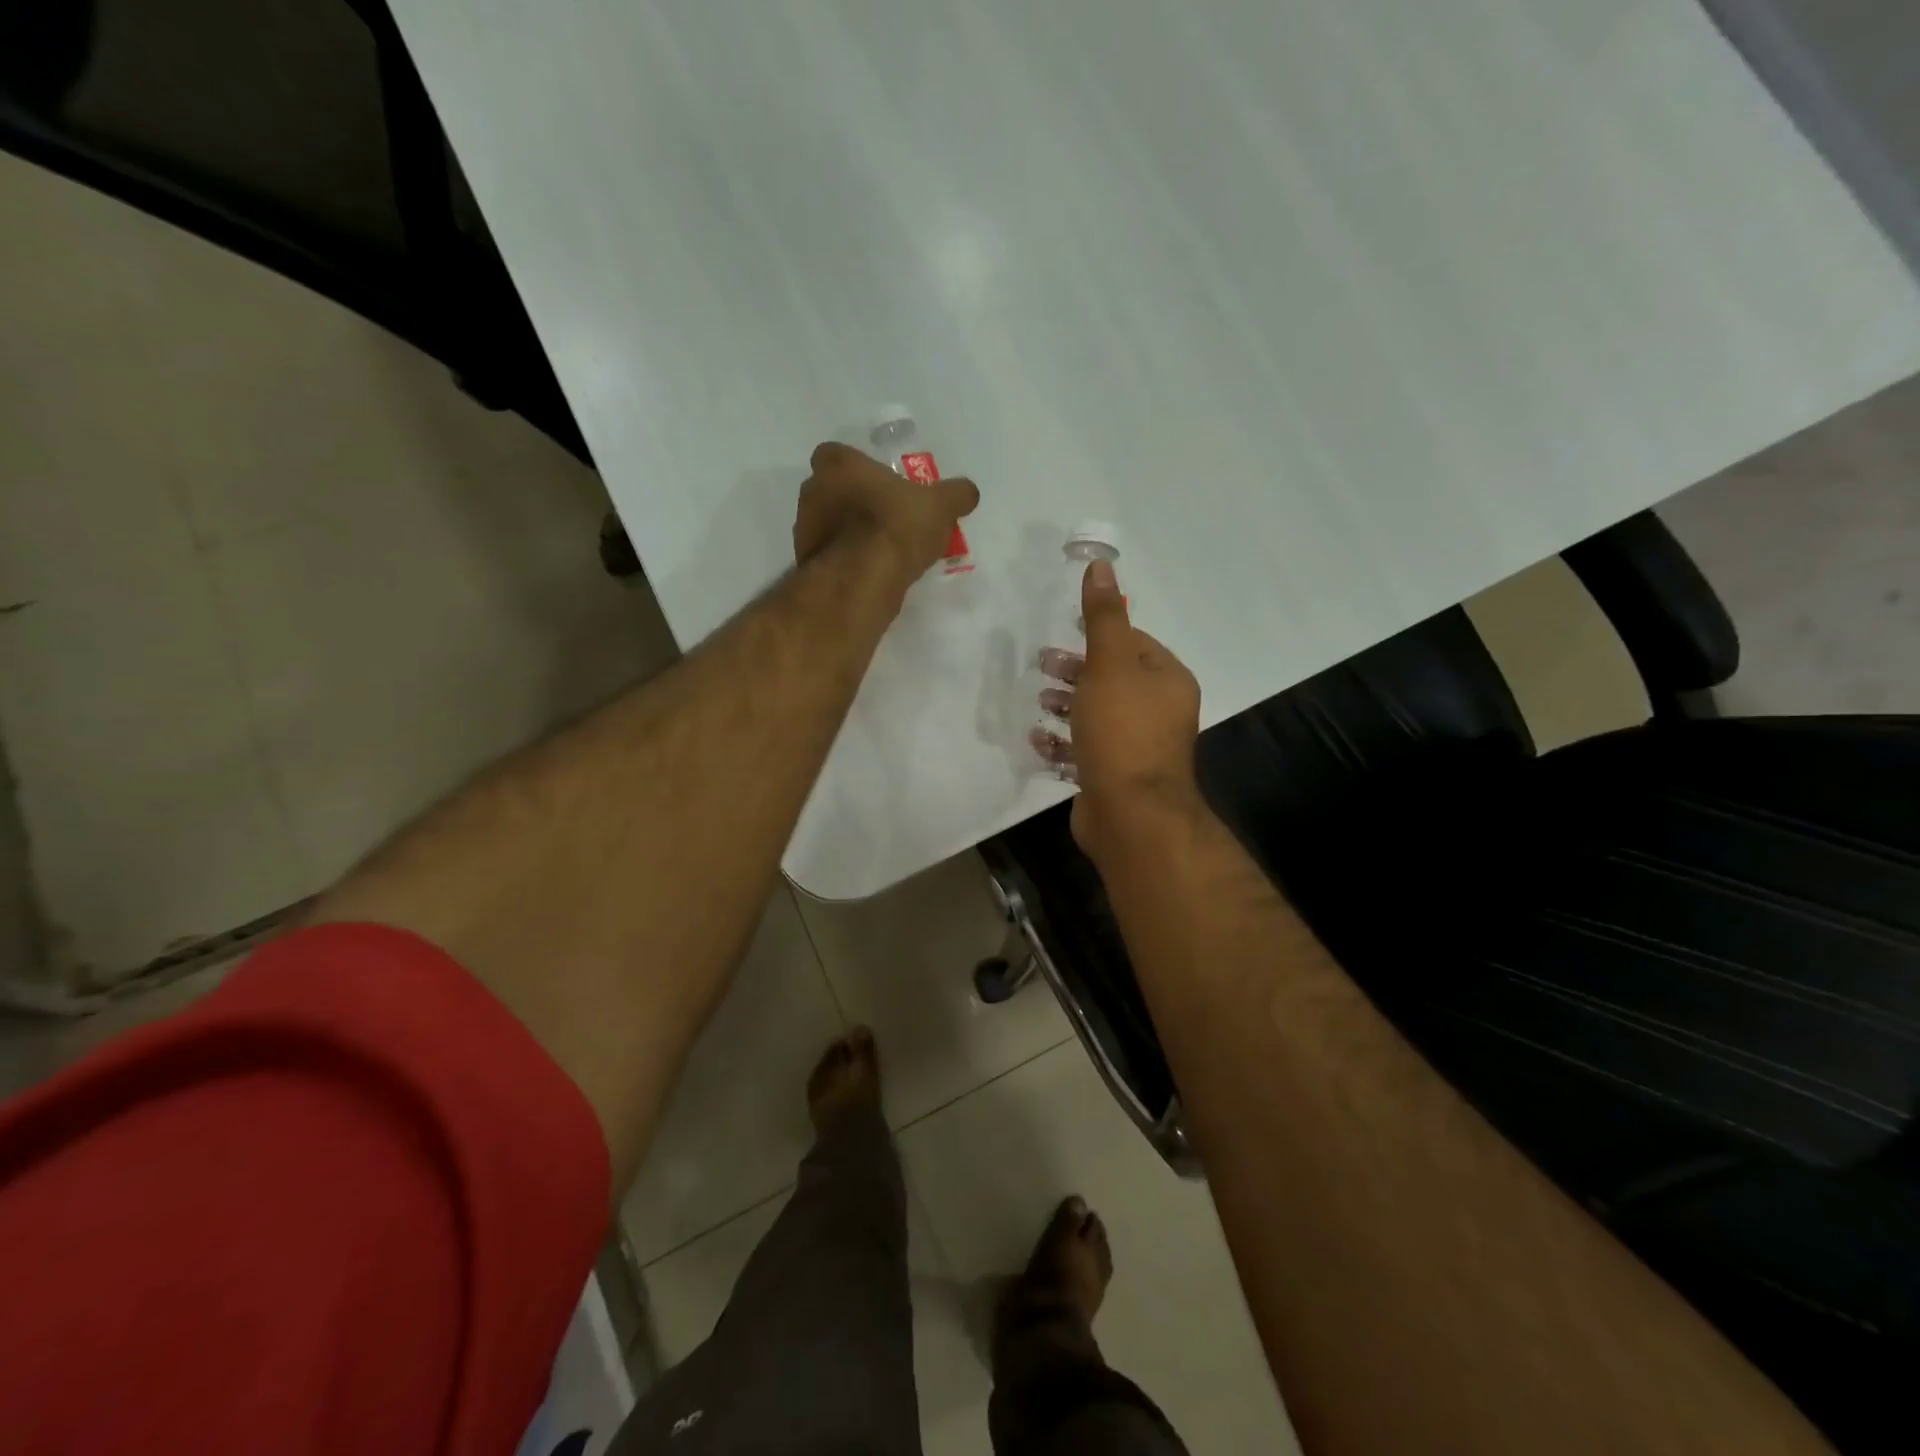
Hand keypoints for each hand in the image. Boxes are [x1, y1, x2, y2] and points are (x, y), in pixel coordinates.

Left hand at [794, 442, 978, 587]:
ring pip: (828, 524)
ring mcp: (804, 529)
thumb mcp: (940, 506)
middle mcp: (812, 491)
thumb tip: (968, 492)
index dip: (857, 468)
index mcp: (838, 464)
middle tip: (885, 518)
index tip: (880, 485)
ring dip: (848, 533)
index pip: (837, 454)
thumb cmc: (896, 526)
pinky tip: (869, 573)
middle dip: (853, 501)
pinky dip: (845, 561)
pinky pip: (829, 555)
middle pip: (831, 490)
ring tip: (881, 551)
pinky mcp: (807, 563)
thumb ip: (955, 494)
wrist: (862, 579)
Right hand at [1031, 559, 1203, 855]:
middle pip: (1112, 680)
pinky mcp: (1113, 776)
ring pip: (1097, 715)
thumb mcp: (1110, 665)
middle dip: (1075, 671)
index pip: (1133, 644)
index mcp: (1166, 681)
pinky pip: (1085, 750)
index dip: (1097, 637)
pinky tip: (1039, 740)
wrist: (1130, 814)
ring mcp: (1136, 747)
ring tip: (1039, 701)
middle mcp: (1158, 712)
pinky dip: (1063, 742)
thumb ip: (1103, 617)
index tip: (1062, 635)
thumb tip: (1102, 566)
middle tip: (1041, 667)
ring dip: (1066, 705)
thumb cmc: (1122, 730)